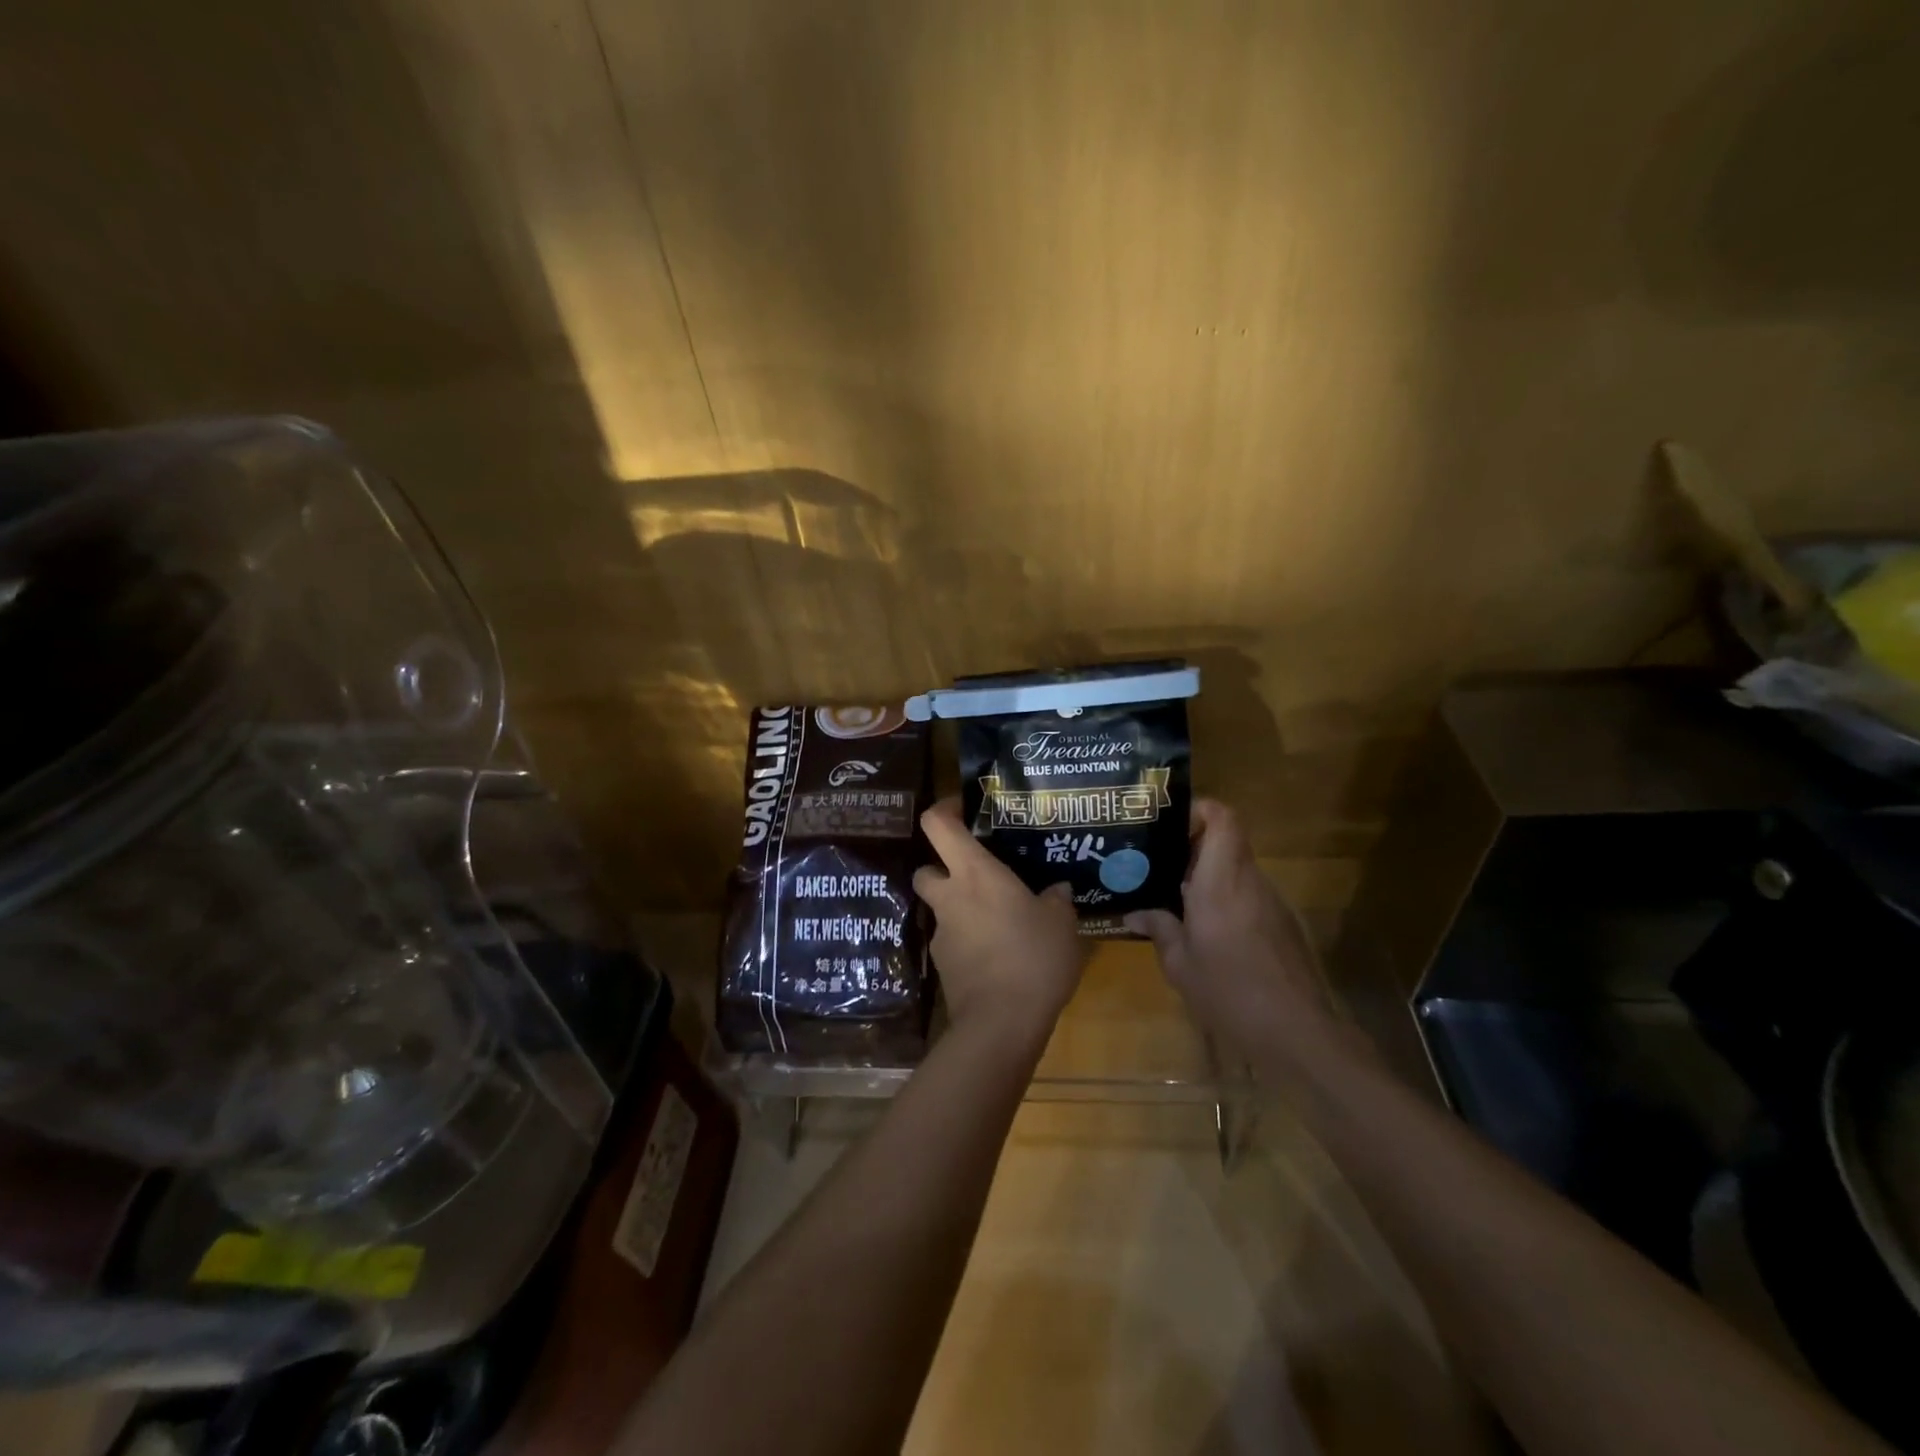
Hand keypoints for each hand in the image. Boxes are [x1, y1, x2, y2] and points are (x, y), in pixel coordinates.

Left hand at [913, 797, 1083, 1050]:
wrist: (1001, 1024)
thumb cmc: (1033, 958)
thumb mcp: (1061, 924)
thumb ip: (1056, 900)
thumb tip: (1057, 890)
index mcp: (975, 874)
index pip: (937, 825)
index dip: (943, 809)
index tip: (963, 808)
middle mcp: (950, 898)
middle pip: (926, 868)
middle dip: (943, 867)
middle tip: (977, 874)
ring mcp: (942, 934)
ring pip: (940, 909)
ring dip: (960, 909)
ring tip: (999, 922)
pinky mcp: (943, 967)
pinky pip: (953, 942)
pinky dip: (968, 942)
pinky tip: (997, 956)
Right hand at [1125, 800, 1348, 1075]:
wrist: (1298, 1033)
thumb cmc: (1229, 991)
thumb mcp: (1180, 964)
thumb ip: (1159, 929)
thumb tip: (1136, 913)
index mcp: (1220, 880)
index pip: (1222, 817)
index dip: (1198, 809)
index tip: (1168, 823)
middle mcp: (1249, 880)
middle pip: (1227, 840)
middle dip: (1191, 845)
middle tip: (1156, 862)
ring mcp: (1271, 901)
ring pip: (1236, 868)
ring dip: (1206, 874)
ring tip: (1172, 895)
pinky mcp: (1282, 924)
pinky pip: (1247, 894)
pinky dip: (1224, 898)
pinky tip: (1203, 928)